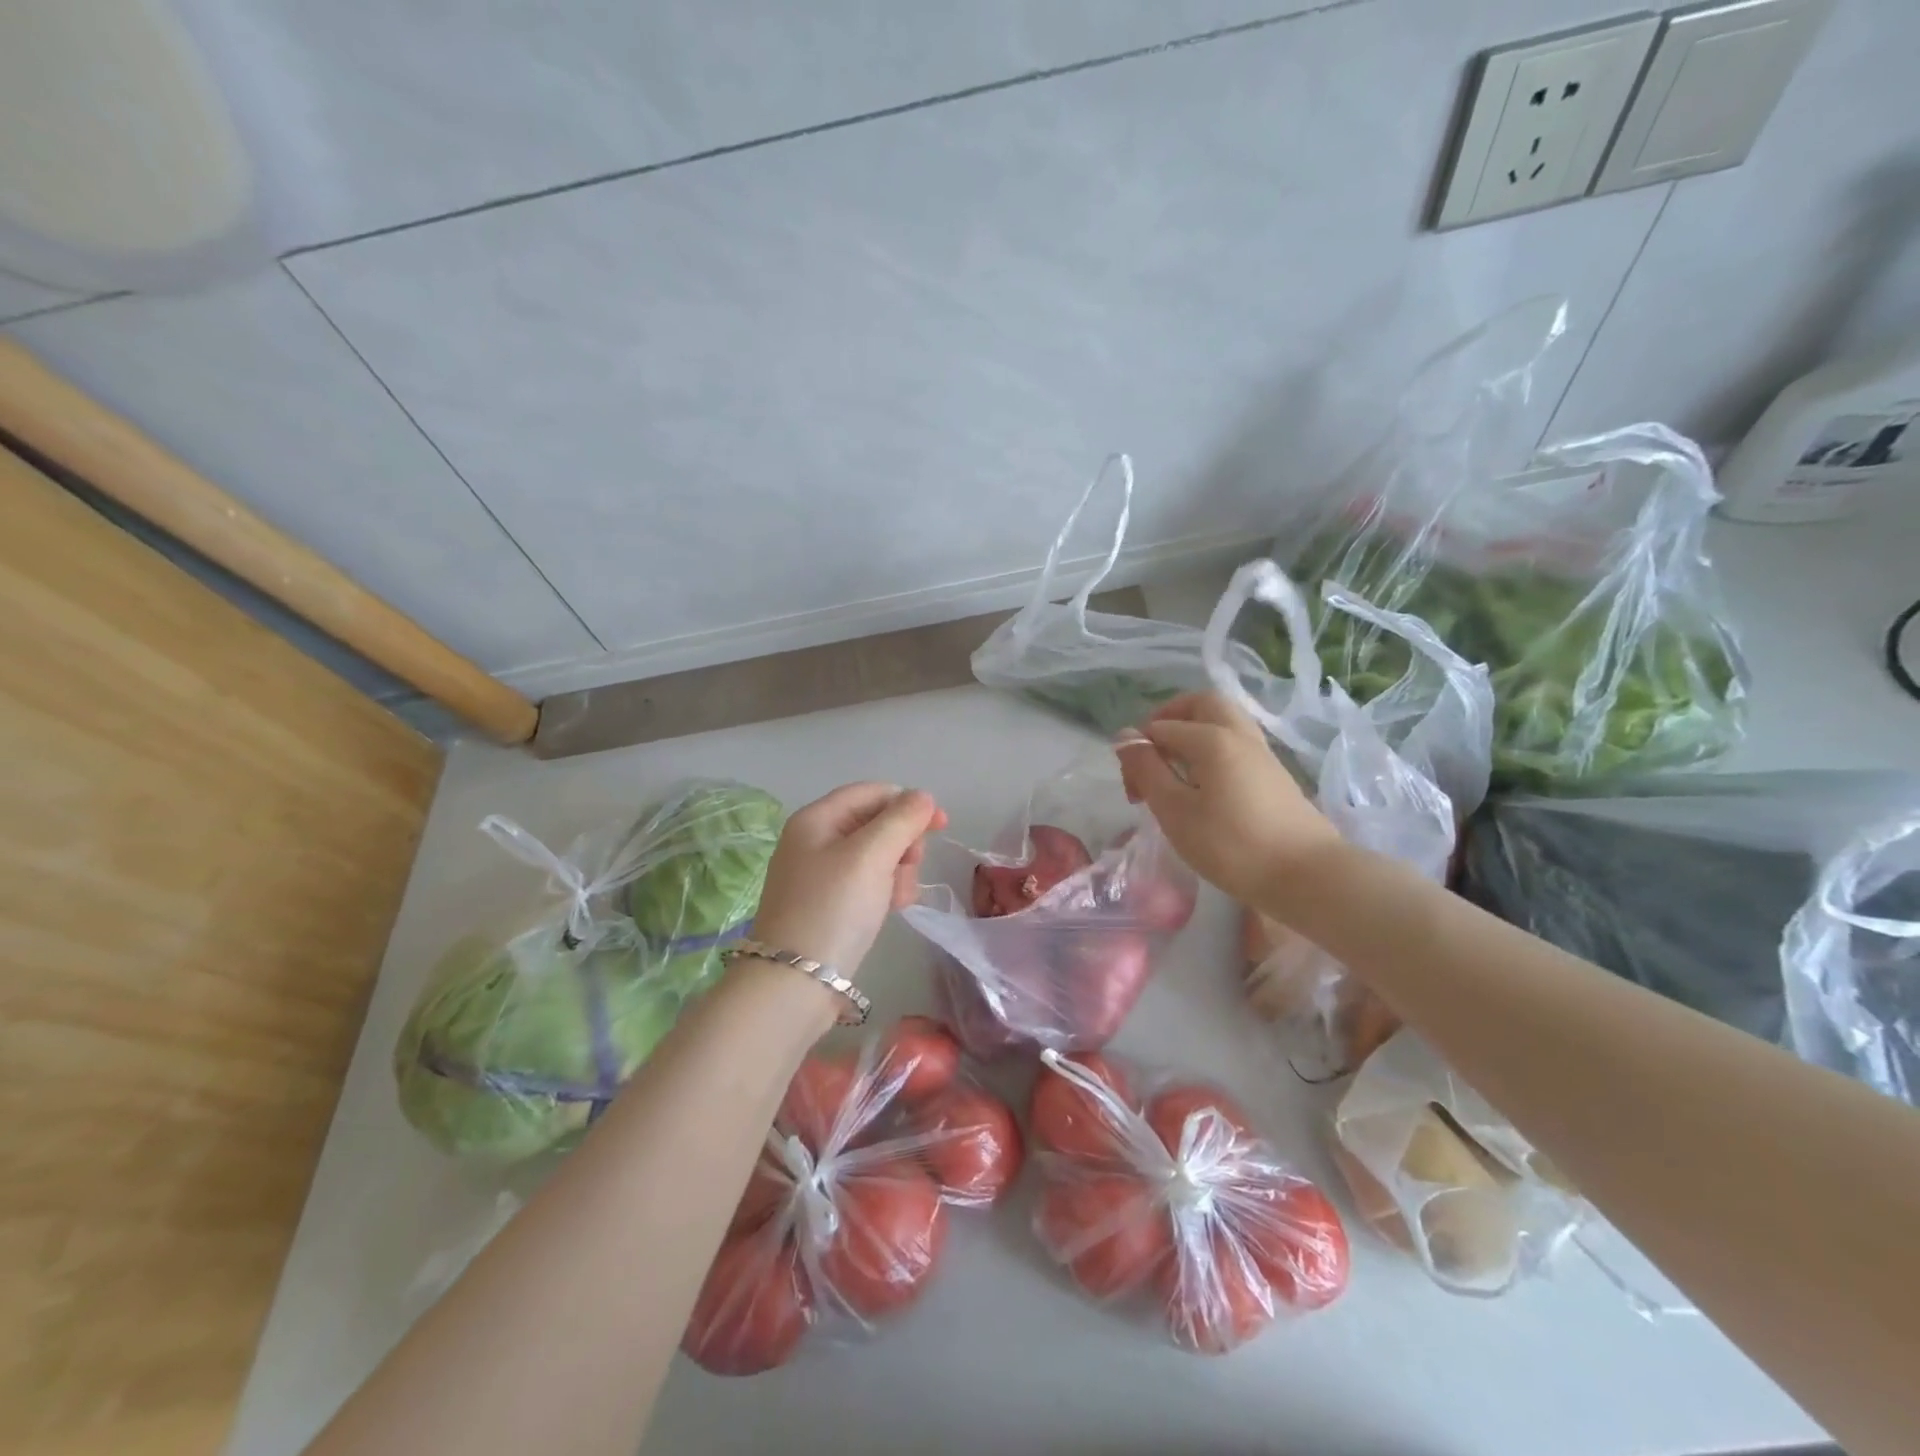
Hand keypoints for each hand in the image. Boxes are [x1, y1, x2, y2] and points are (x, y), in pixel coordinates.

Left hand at [749, 783, 947, 978]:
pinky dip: (884, 890)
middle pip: (874, 823)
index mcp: (816, 819)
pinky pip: (865, 883)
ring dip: (897, 869)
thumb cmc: (833, 909)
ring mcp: (818, 875)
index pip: (872, 792)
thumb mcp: (871, 856)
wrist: (794, 984)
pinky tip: (892, 909)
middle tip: (912, 867)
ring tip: (900, 897)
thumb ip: (902, 819)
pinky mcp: (826, 905)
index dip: (908, 803)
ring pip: (875, 856)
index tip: (941, 826)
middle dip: (902, 842)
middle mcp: (814, 840)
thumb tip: (922, 797)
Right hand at [1114, 692, 1340, 908]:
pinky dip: (1212, 748)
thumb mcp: (1175, 811)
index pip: (1161, 727)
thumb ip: (1147, 771)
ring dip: (1192, 732)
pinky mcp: (1273, 772)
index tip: (1132, 791)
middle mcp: (1238, 733)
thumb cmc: (1231, 846)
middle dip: (1169, 719)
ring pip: (1222, 720)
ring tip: (1176, 770)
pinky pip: (1235, 742)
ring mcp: (1260, 752)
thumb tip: (1125, 737)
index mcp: (1211, 738)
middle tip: (1153, 753)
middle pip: (1201, 704)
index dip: (1138, 752)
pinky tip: (1203, 784)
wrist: (1307, 875)